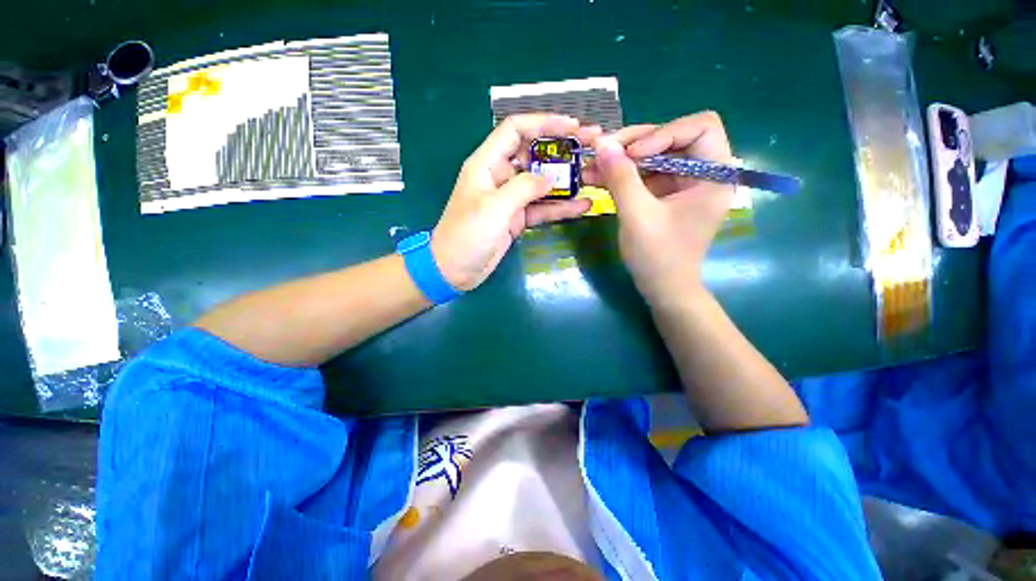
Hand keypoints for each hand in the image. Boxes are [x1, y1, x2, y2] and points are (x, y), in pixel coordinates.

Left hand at [431, 114, 599, 290]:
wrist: (454, 270)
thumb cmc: (467, 235)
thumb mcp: (494, 208)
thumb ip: (523, 188)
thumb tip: (551, 179)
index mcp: (487, 164)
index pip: (516, 130)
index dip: (544, 123)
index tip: (572, 125)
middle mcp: (500, 177)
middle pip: (534, 154)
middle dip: (562, 149)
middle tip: (592, 144)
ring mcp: (510, 199)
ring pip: (541, 183)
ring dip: (566, 180)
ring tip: (594, 174)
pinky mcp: (516, 219)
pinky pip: (541, 209)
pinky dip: (560, 208)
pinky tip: (582, 206)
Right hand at [582, 111, 734, 304]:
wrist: (662, 289)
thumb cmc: (658, 257)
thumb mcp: (637, 216)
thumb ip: (621, 178)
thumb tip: (602, 144)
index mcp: (714, 175)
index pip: (700, 127)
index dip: (664, 133)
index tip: (632, 154)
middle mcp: (702, 173)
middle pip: (671, 138)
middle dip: (634, 143)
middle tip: (602, 151)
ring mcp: (682, 184)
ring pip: (653, 155)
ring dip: (622, 159)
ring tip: (591, 165)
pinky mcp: (665, 195)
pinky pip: (644, 175)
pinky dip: (622, 175)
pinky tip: (598, 177)